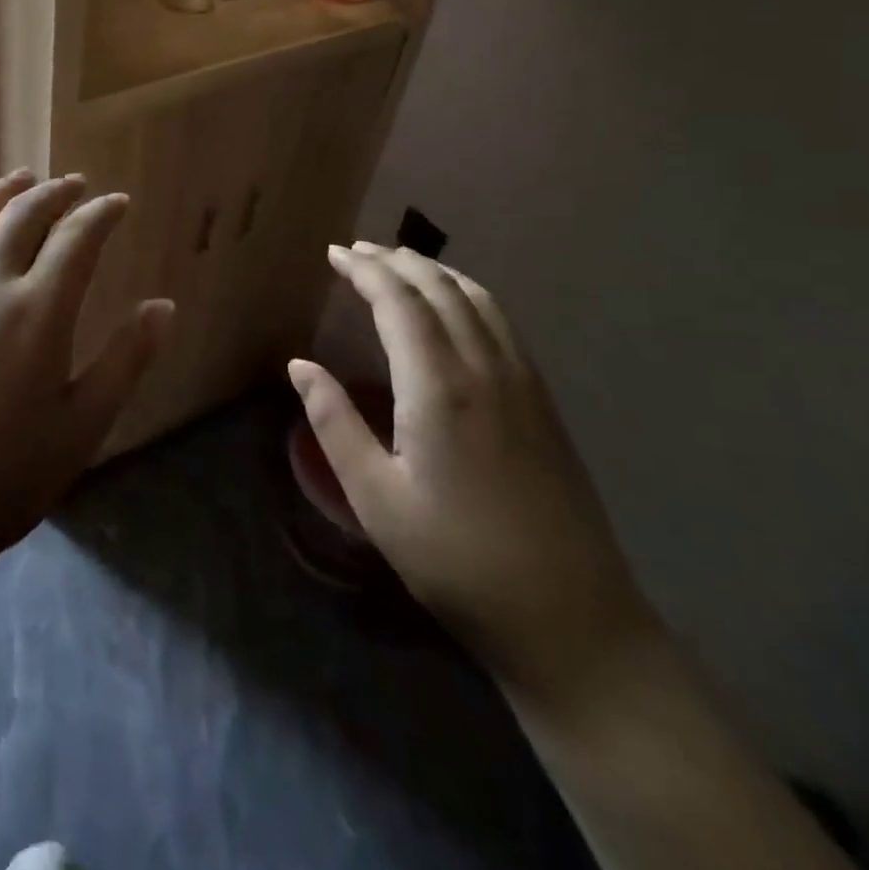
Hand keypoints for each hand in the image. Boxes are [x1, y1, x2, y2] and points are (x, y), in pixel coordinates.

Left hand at [0, 171, 174, 583]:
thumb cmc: (3, 480)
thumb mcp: (82, 427)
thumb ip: (126, 359)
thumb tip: (163, 306)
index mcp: (37, 312)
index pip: (77, 238)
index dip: (101, 214)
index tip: (118, 203)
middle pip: (22, 216)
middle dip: (54, 193)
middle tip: (74, 184)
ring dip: (1, 193)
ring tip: (21, 179)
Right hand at [288, 243, 656, 701]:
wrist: (569, 618)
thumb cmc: (455, 559)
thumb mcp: (375, 498)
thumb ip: (334, 422)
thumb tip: (299, 365)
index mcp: (438, 386)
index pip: (398, 302)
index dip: (364, 270)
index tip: (333, 253)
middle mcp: (484, 368)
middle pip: (438, 288)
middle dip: (395, 261)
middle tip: (356, 251)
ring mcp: (522, 381)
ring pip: (477, 298)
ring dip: (434, 271)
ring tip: (399, 263)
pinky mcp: (543, 401)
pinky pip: (501, 322)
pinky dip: (467, 294)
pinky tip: (454, 306)